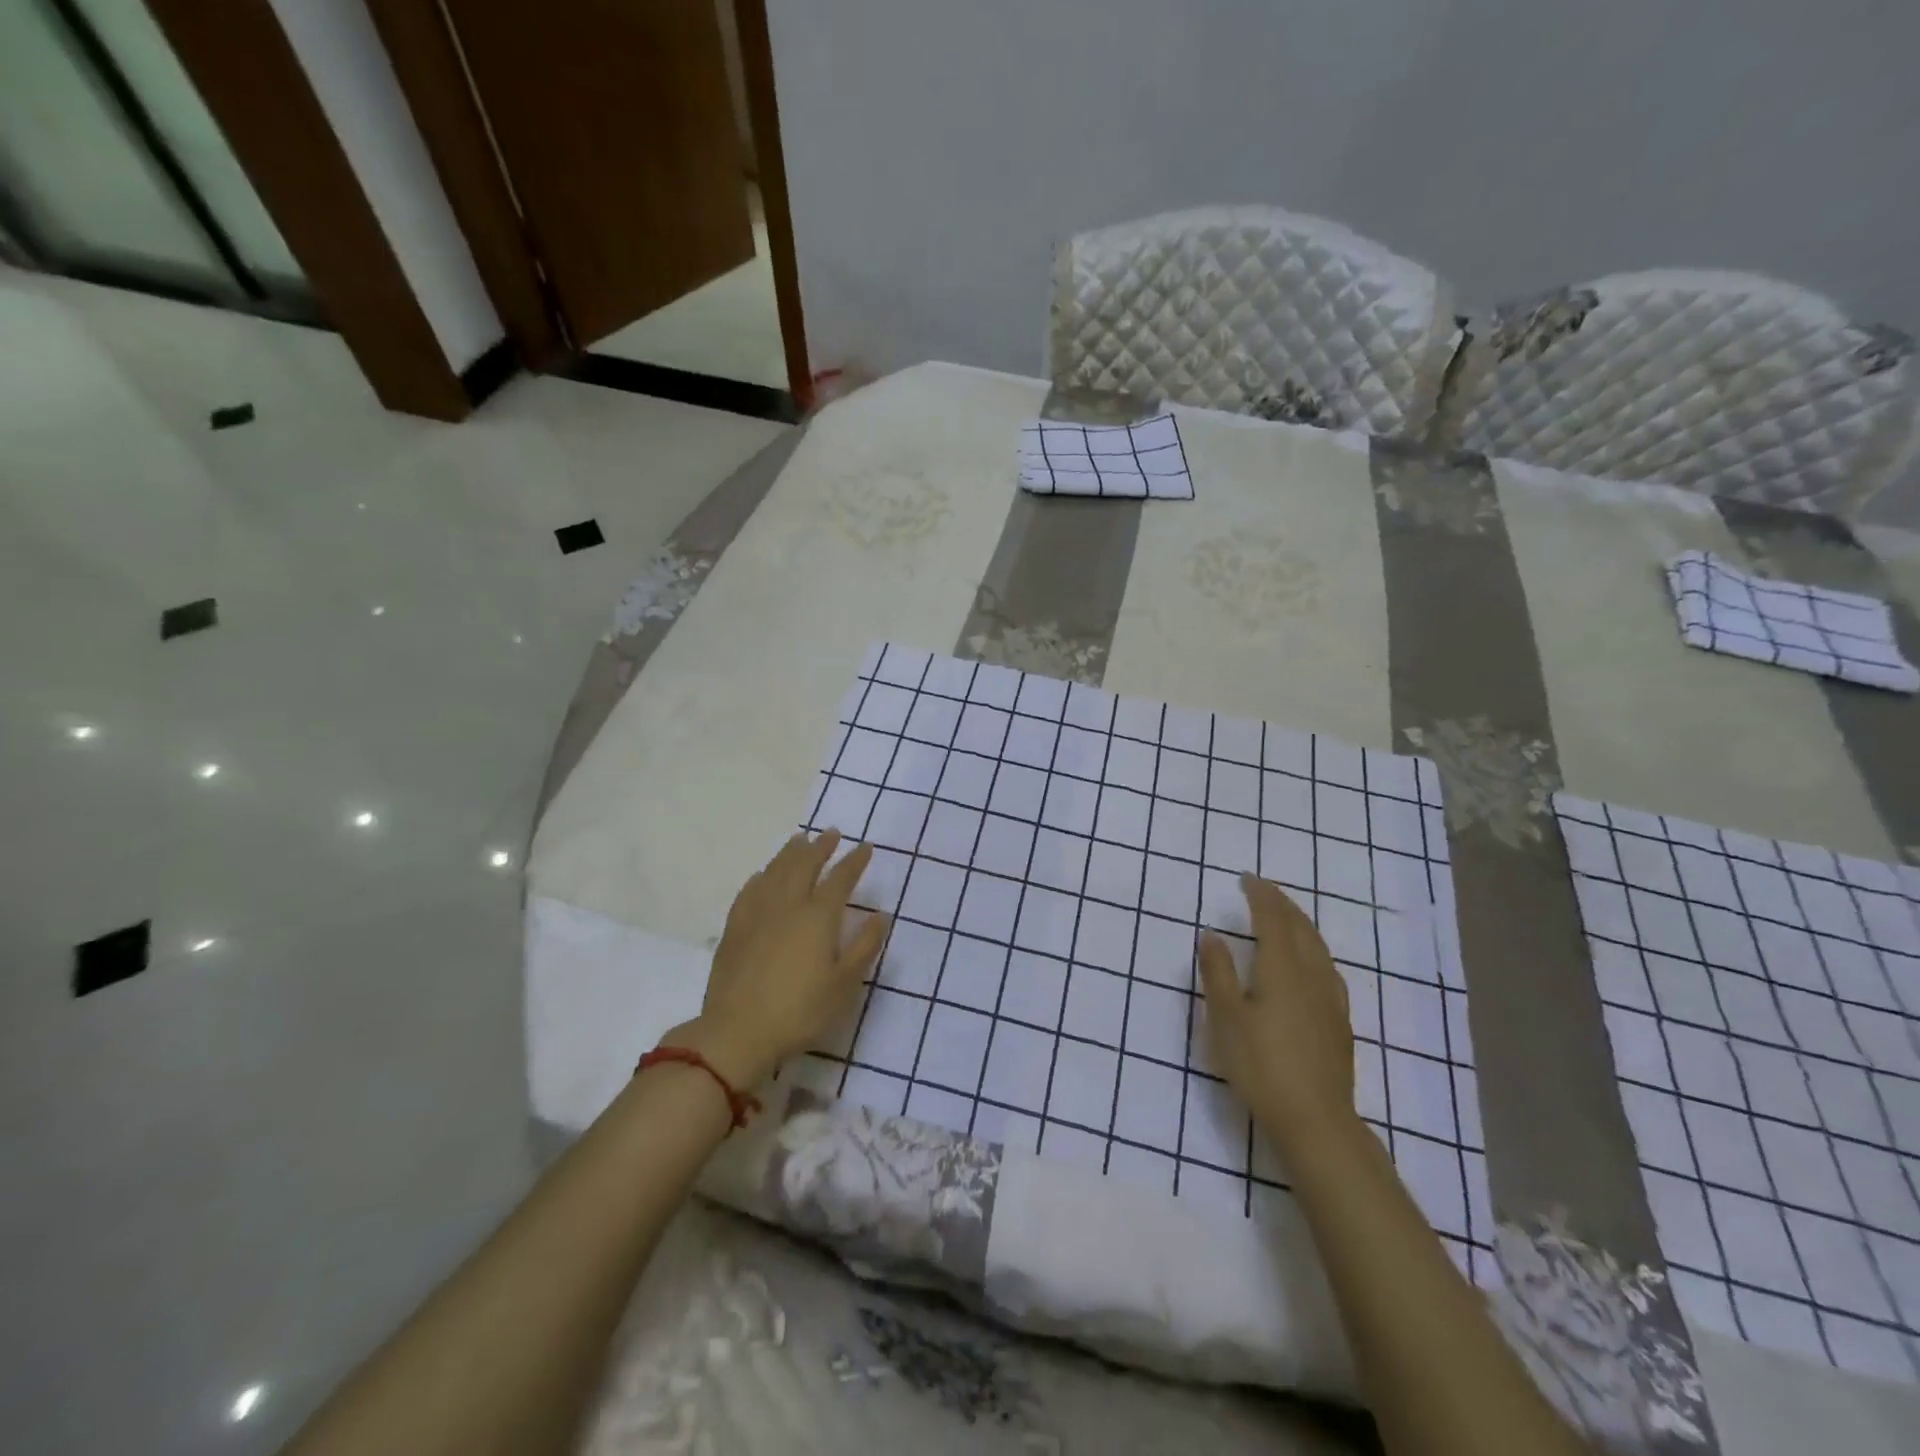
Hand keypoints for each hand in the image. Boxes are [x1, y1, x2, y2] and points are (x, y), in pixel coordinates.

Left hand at [668, 831, 887, 1088]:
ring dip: (791, 853)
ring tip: (800, 840)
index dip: (855, 861)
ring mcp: (758, 913)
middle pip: (805, 865)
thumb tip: (880, 915)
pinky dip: (762, 876)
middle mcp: (788, 905)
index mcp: (819, 916)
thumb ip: (864, 946)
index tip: (865, 847)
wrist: (738, 1031)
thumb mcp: (844, 985)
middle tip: (831, 833)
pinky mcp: (735, 928)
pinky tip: (763, 875)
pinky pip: (750, 890)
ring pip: (776, 871)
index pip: (841, 878)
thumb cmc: (800, 1010)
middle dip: (821, 847)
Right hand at [1198, 874, 1357, 1148]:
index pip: (1273, 919)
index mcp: (1281, 968)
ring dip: (1301, 924)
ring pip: (1318, 947)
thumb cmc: (1262, 1065)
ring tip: (1286, 917)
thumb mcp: (1226, 1018)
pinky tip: (1311, 964)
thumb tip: (1212, 934)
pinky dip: (1313, 949)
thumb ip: (1218, 972)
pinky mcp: (1339, 1022)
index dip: (1261, 896)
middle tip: (1264, 889)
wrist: (1316, 1120)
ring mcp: (1331, 999)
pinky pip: (1327, 968)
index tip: (1247, 878)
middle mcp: (1311, 975)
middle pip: (1301, 928)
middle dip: (1282, 904)